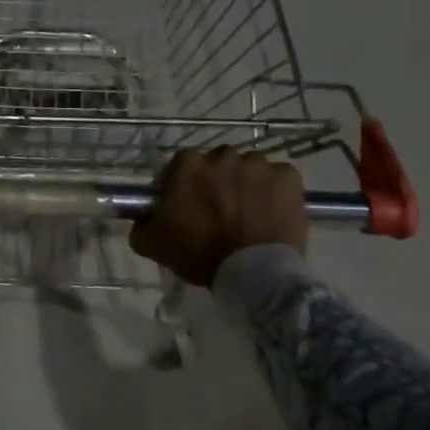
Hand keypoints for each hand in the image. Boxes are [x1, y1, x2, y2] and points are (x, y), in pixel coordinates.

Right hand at [129, 148, 307, 288]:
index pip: (182, 166)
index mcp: (188, 165)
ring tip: (249, 215)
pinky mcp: (289, 177)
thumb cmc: (198, 255)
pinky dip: (276, 192)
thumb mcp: (152, 244)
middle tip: (220, 212)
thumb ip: (141, 224)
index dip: (185, 185)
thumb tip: (142, 217)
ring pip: (250, 170)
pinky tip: (272, 214)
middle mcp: (223, 155)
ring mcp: (259, 164)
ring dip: (247, 186)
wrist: (253, 275)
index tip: (188, 205)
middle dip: (218, 182)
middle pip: (218, 164)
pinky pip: (279, 178)